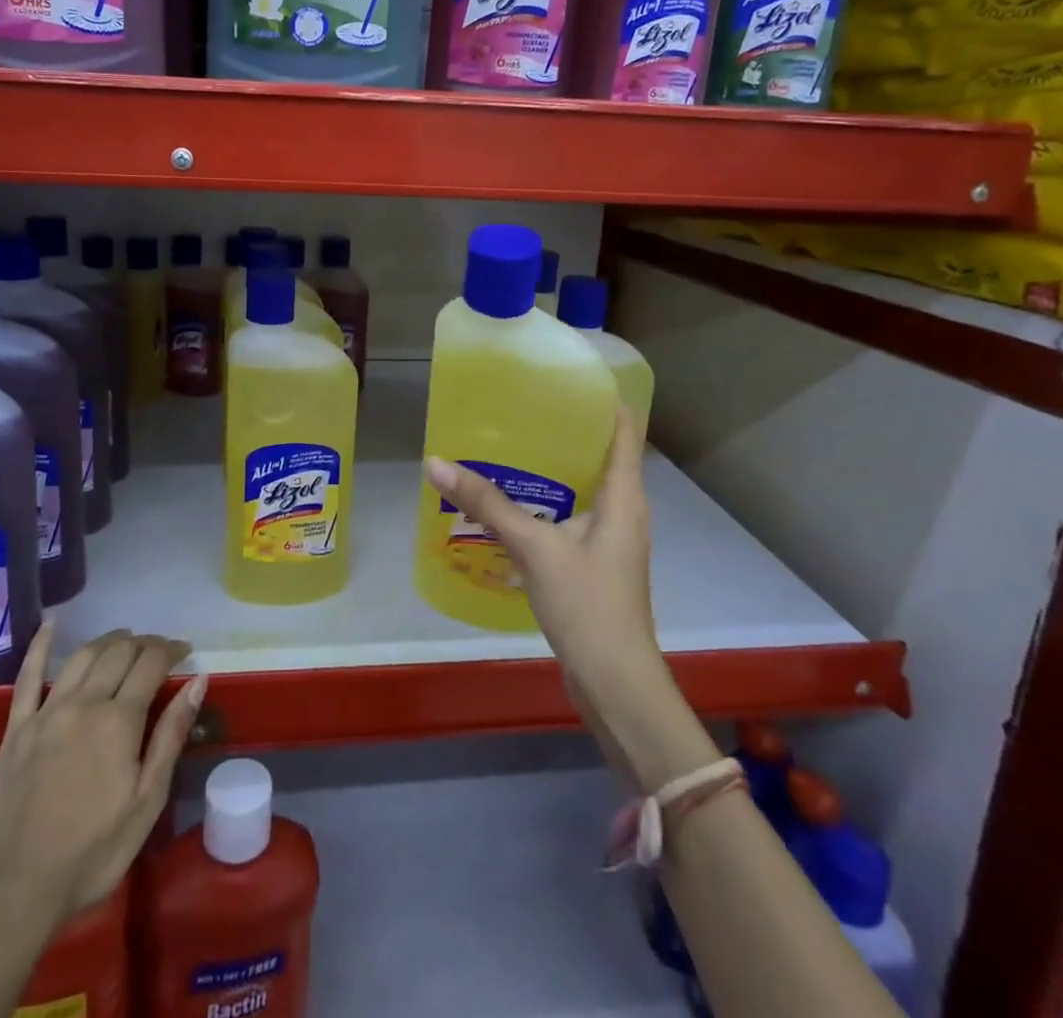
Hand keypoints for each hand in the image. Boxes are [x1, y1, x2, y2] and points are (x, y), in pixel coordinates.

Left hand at [0, 626, 205, 937]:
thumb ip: (171, 736)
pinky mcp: (16, 729)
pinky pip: (27, 677)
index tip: (185, 651)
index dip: (172, 649)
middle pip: (118, 652)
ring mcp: (46, 713)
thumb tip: (197, 681)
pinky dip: (40, 646)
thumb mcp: (147, 800)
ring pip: (82, 656)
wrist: (18, 892)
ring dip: (108, 641)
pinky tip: (52, 625)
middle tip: (159, 651)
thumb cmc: (94, 852)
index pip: (151, 663)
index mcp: (119, 720)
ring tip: (124, 640)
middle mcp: (83, 703)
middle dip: (144, 643)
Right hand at [424, 405, 705, 788]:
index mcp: (624, 495)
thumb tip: (436, 463)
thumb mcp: (534, 549)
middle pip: (602, 452)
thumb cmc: (588, 606)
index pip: (626, 428)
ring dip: (553, 465)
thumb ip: (487, 505)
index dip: (602, 398)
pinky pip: (572, 515)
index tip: (564, 376)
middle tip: (520, 406)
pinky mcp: (596, 563)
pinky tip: (511, 502)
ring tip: (509, 444)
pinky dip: (547, 500)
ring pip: (584, 485)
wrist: (616, 684)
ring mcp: (611, 538)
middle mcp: (624, 509)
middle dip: (564, 428)